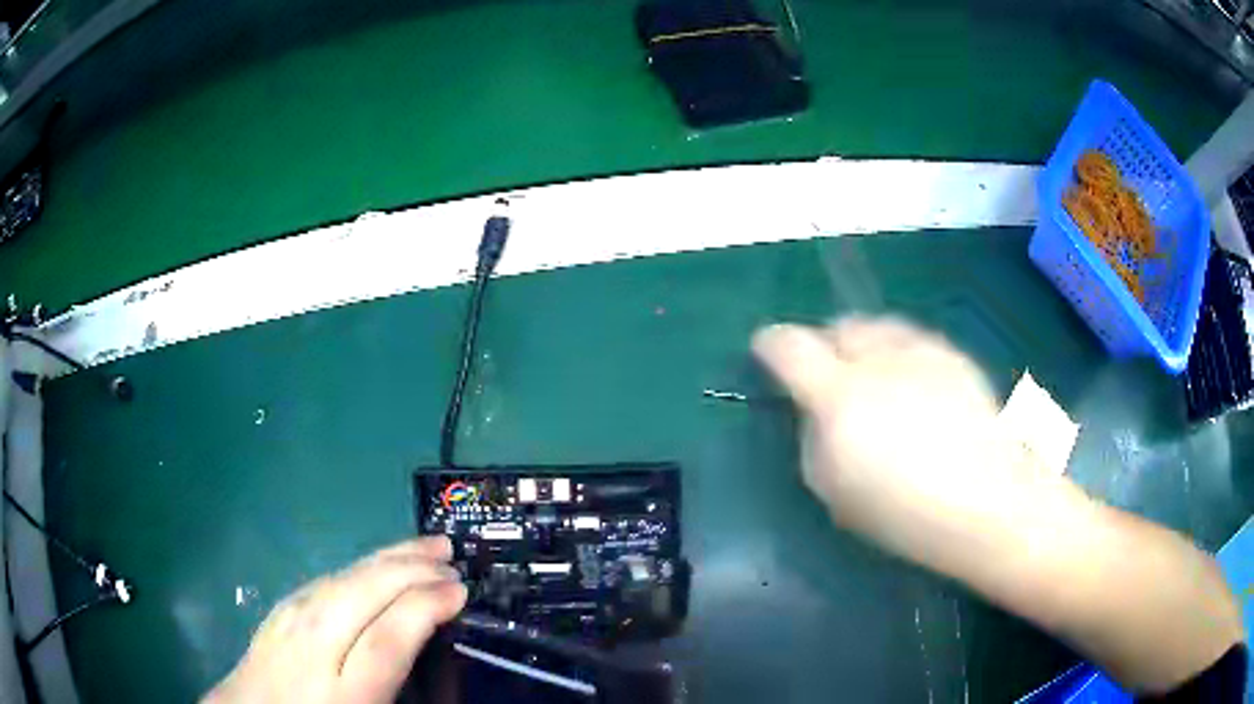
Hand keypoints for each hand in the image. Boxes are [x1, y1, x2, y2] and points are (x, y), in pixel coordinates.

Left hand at [204, 536, 466, 703]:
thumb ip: (394, 689)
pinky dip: (359, 566)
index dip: (426, 607)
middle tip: (452, 554)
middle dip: (411, 568)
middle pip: (364, 593)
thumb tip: (423, 652)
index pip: (388, 637)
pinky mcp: (279, 610)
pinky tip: (374, 565)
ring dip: (388, 557)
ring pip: (344, 578)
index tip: (460, 591)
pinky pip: (326, 580)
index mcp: (342, 691)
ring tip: (423, 546)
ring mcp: (289, 621)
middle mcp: (312, 646)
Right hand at [752, 317, 1039, 573]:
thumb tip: (816, 413)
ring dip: (865, 345)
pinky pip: (913, 339)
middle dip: (826, 344)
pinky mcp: (953, 356)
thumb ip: (813, 439)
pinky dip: (901, 353)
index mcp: (840, 396)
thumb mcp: (834, 491)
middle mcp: (879, 359)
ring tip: (874, 376)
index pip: (790, 347)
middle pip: (839, 326)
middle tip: (831, 376)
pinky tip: (915, 386)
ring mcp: (921, 351)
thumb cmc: (903, 512)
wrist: (986, 502)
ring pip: (878, 326)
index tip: (766, 352)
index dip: (770, 344)